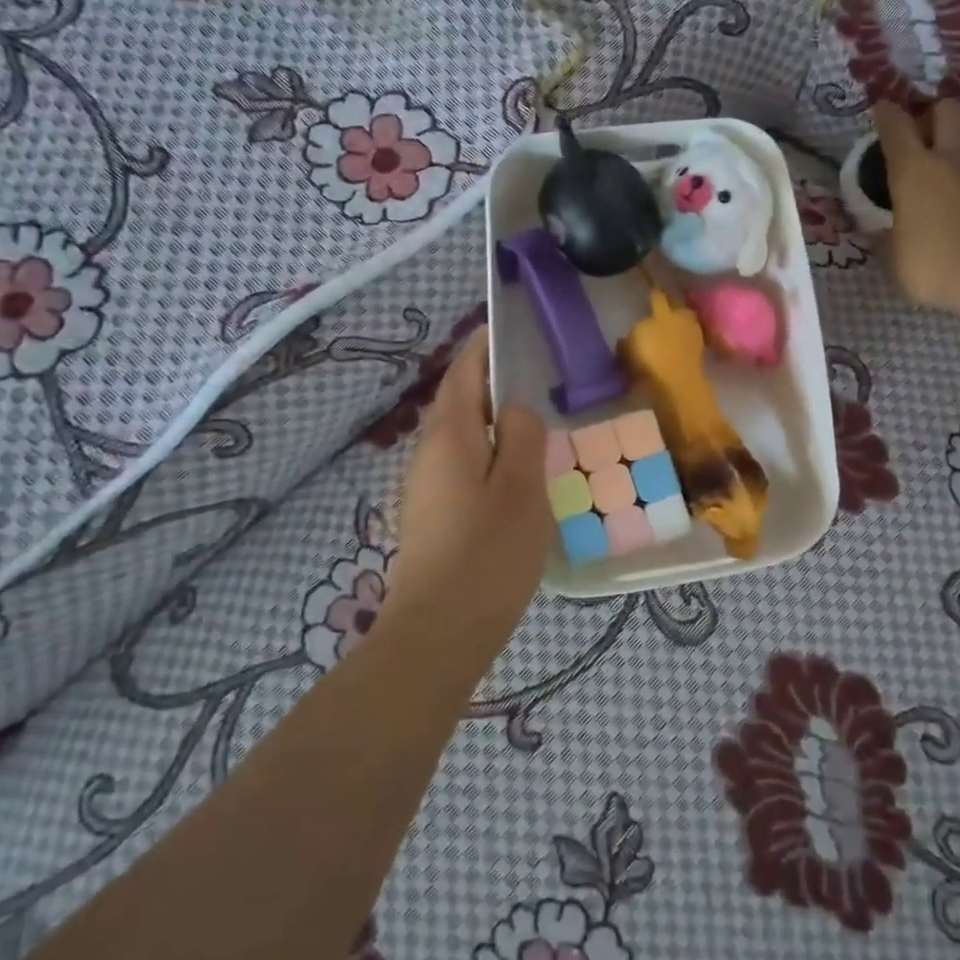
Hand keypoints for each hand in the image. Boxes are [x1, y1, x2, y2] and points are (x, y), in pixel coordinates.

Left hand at [390, 328, 551, 621]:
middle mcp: (428, 453)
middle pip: (459, 403)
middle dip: (491, 385)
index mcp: (450, 435)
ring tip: (532, 427)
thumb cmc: (487, 553)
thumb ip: (523, 437)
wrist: (439, 630)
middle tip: (535, 380)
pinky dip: (487, 457)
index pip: (464, 372)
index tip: (508, 329)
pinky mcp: (431, 516)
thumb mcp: (521, 487)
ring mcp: (424, 487)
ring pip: (461, 438)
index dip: (483, 346)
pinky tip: (514, 478)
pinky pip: (461, 468)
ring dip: (491, 424)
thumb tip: (517, 410)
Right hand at [872, 98, 959, 312]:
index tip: (883, 109)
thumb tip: (876, 232)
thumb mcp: (896, 261)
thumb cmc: (938, 268)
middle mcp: (953, 156)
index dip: (887, 114)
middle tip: (931, 132)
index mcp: (913, 171)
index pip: (896, 127)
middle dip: (938, 113)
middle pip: (949, 108)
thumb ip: (886, 241)